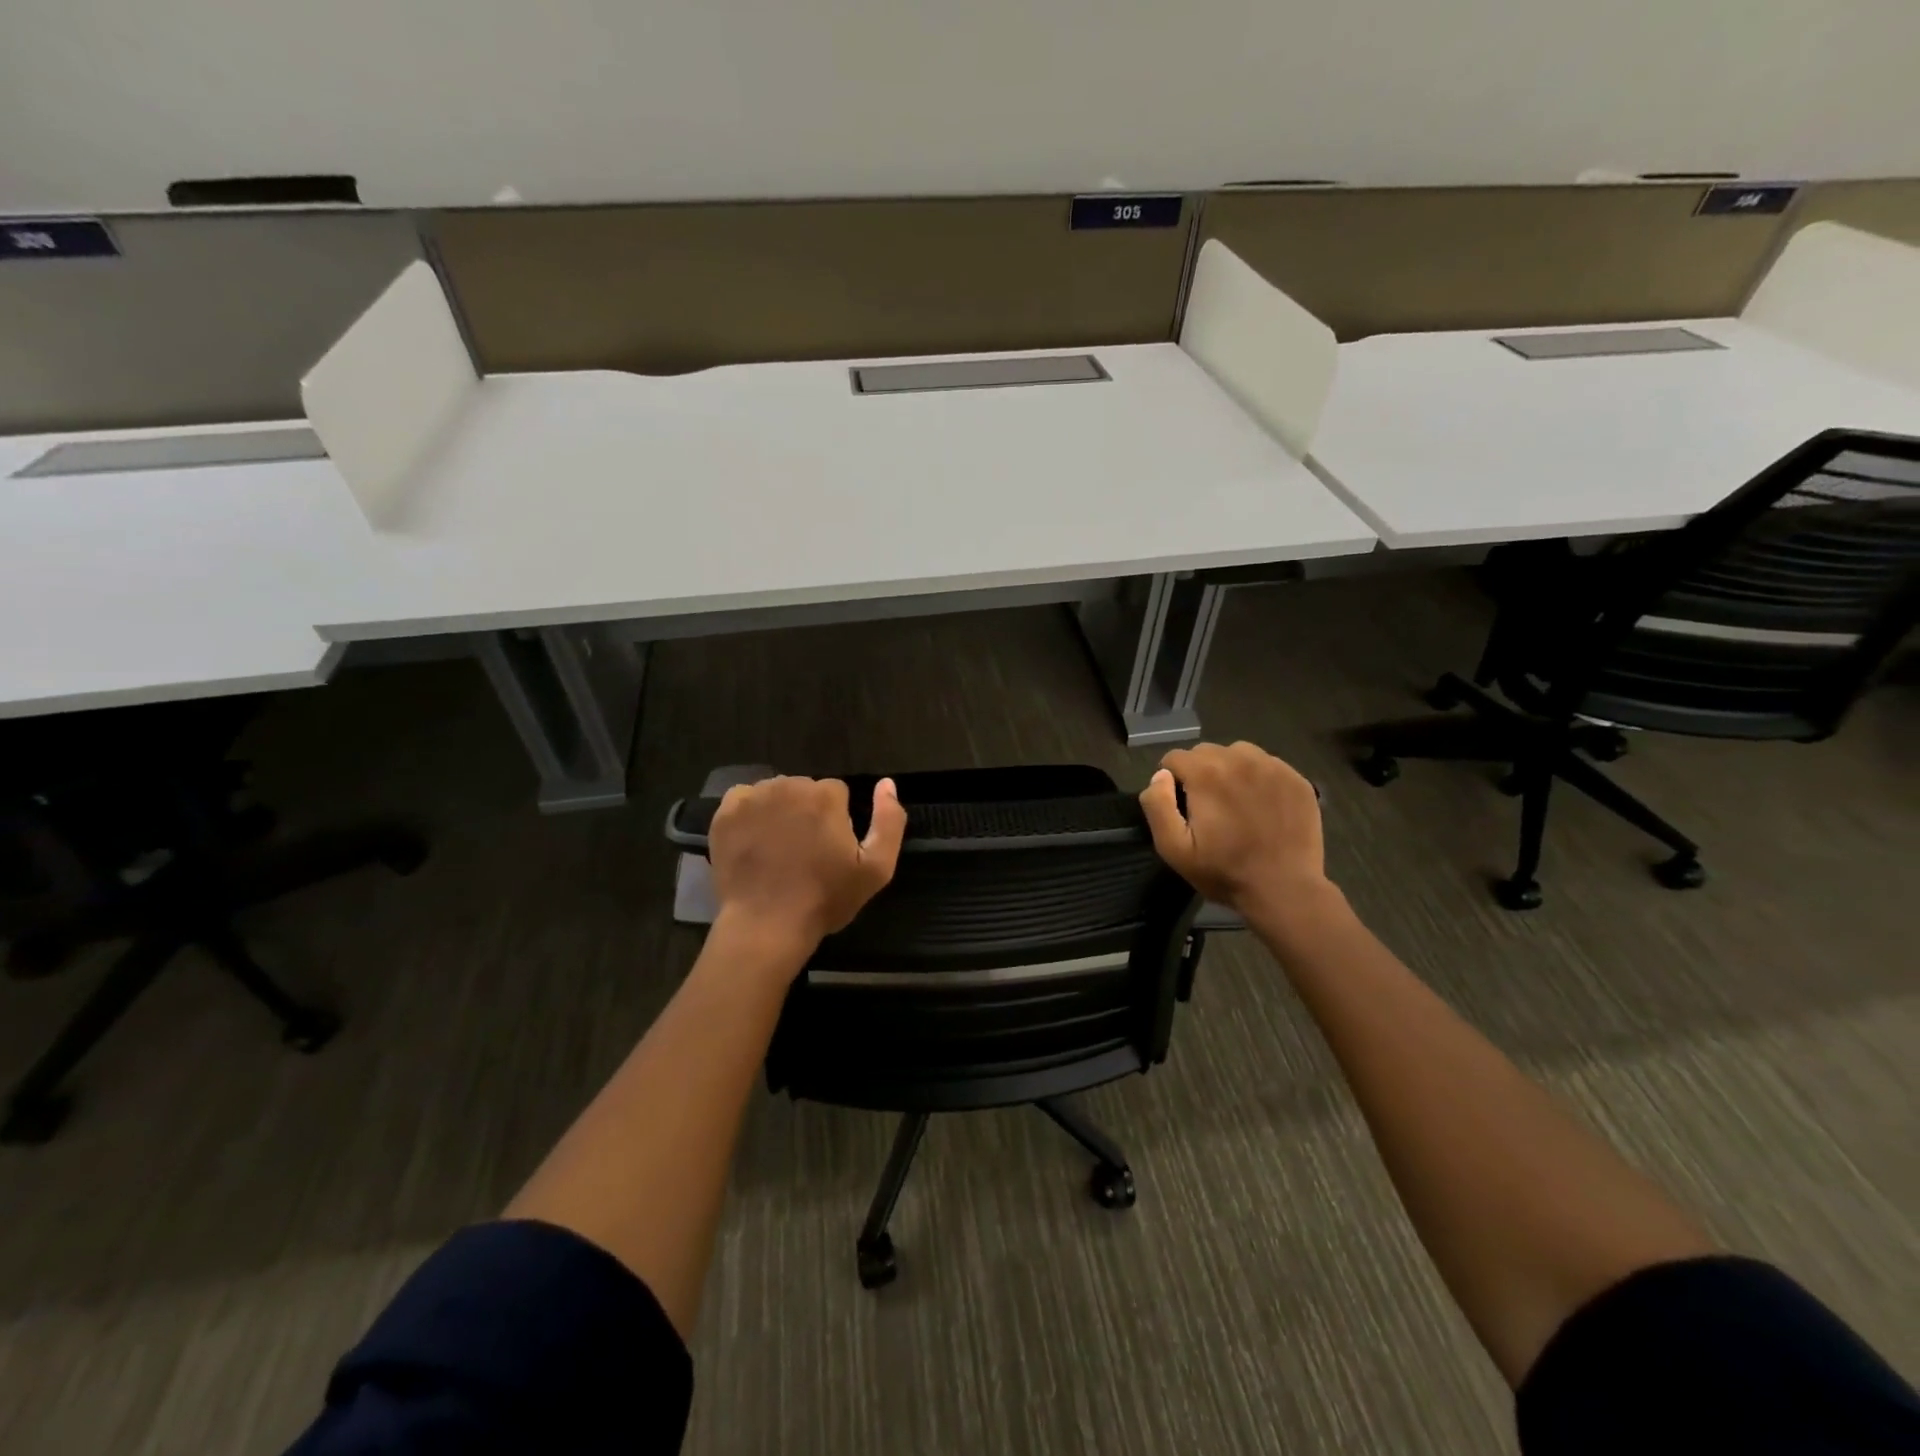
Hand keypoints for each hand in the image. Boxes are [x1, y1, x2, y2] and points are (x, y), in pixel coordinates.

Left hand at [708, 776, 906, 957]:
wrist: (766, 925)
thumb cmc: (825, 898)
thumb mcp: (876, 869)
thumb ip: (890, 821)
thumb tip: (887, 784)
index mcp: (826, 795)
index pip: (836, 792)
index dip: (837, 819)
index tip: (830, 848)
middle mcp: (789, 786)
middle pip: (804, 789)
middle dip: (808, 812)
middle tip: (804, 851)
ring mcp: (753, 798)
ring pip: (775, 793)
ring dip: (779, 812)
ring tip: (778, 849)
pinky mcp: (726, 813)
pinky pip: (744, 800)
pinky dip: (750, 815)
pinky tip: (754, 842)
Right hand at [1139, 742, 1331, 925]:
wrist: (1285, 890)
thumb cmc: (1224, 871)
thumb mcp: (1174, 848)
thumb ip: (1158, 805)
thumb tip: (1160, 776)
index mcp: (1206, 773)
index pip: (1174, 758)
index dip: (1171, 782)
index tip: (1181, 807)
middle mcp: (1240, 759)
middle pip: (1205, 752)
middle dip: (1199, 773)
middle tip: (1207, 807)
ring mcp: (1273, 767)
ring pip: (1238, 753)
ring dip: (1229, 771)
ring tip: (1234, 802)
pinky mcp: (1296, 779)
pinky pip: (1267, 765)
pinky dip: (1258, 778)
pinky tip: (1261, 806)